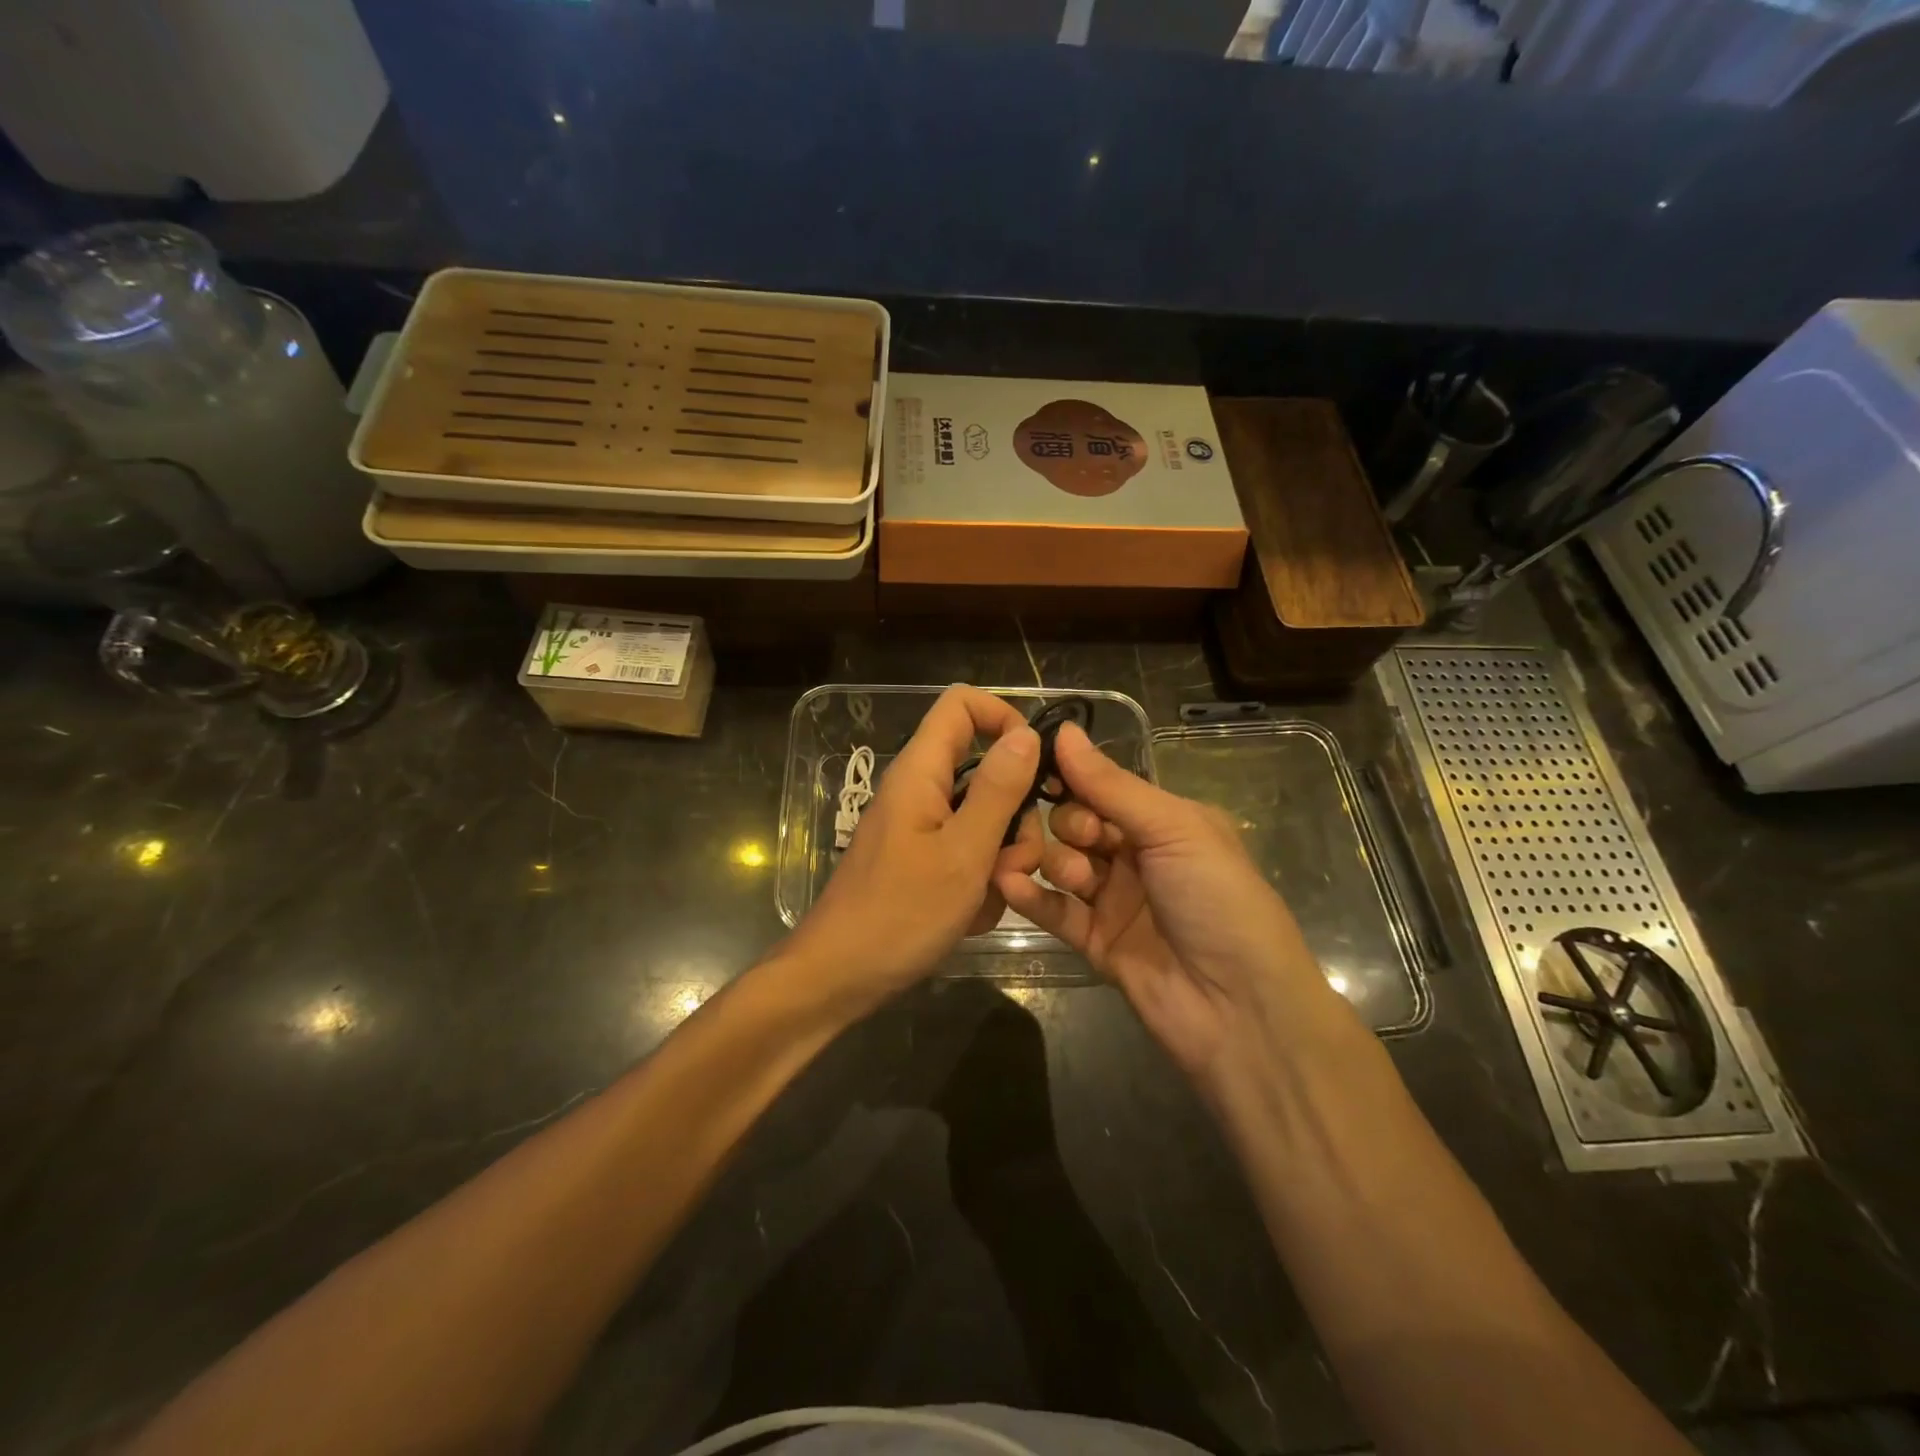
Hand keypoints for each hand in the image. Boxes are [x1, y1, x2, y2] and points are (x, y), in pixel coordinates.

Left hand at [787, 685, 1043, 1007]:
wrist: (841, 977)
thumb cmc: (900, 914)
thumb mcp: (963, 853)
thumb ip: (998, 791)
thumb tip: (1026, 734)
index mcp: (921, 772)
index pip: (963, 704)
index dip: (1004, 717)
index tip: (1036, 763)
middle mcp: (921, 790)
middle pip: (986, 770)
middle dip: (1014, 815)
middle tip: (1012, 861)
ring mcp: (922, 828)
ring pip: (985, 819)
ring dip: (1000, 857)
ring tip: (987, 896)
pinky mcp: (923, 860)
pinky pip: (968, 854)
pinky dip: (979, 882)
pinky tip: (968, 915)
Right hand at [995, 721, 1341, 1087]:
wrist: (1241, 1009)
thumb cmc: (1219, 901)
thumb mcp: (1174, 830)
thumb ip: (1112, 786)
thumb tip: (1065, 730)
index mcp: (1166, 821)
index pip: (1105, 787)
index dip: (1075, 779)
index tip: (1038, 768)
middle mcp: (1138, 856)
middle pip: (1077, 824)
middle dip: (1070, 825)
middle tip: (1083, 840)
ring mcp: (1114, 900)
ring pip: (1062, 864)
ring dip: (1055, 861)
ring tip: (1073, 876)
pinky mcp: (1093, 941)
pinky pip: (1053, 909)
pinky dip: (1029, 895)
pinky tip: (1007, 880)